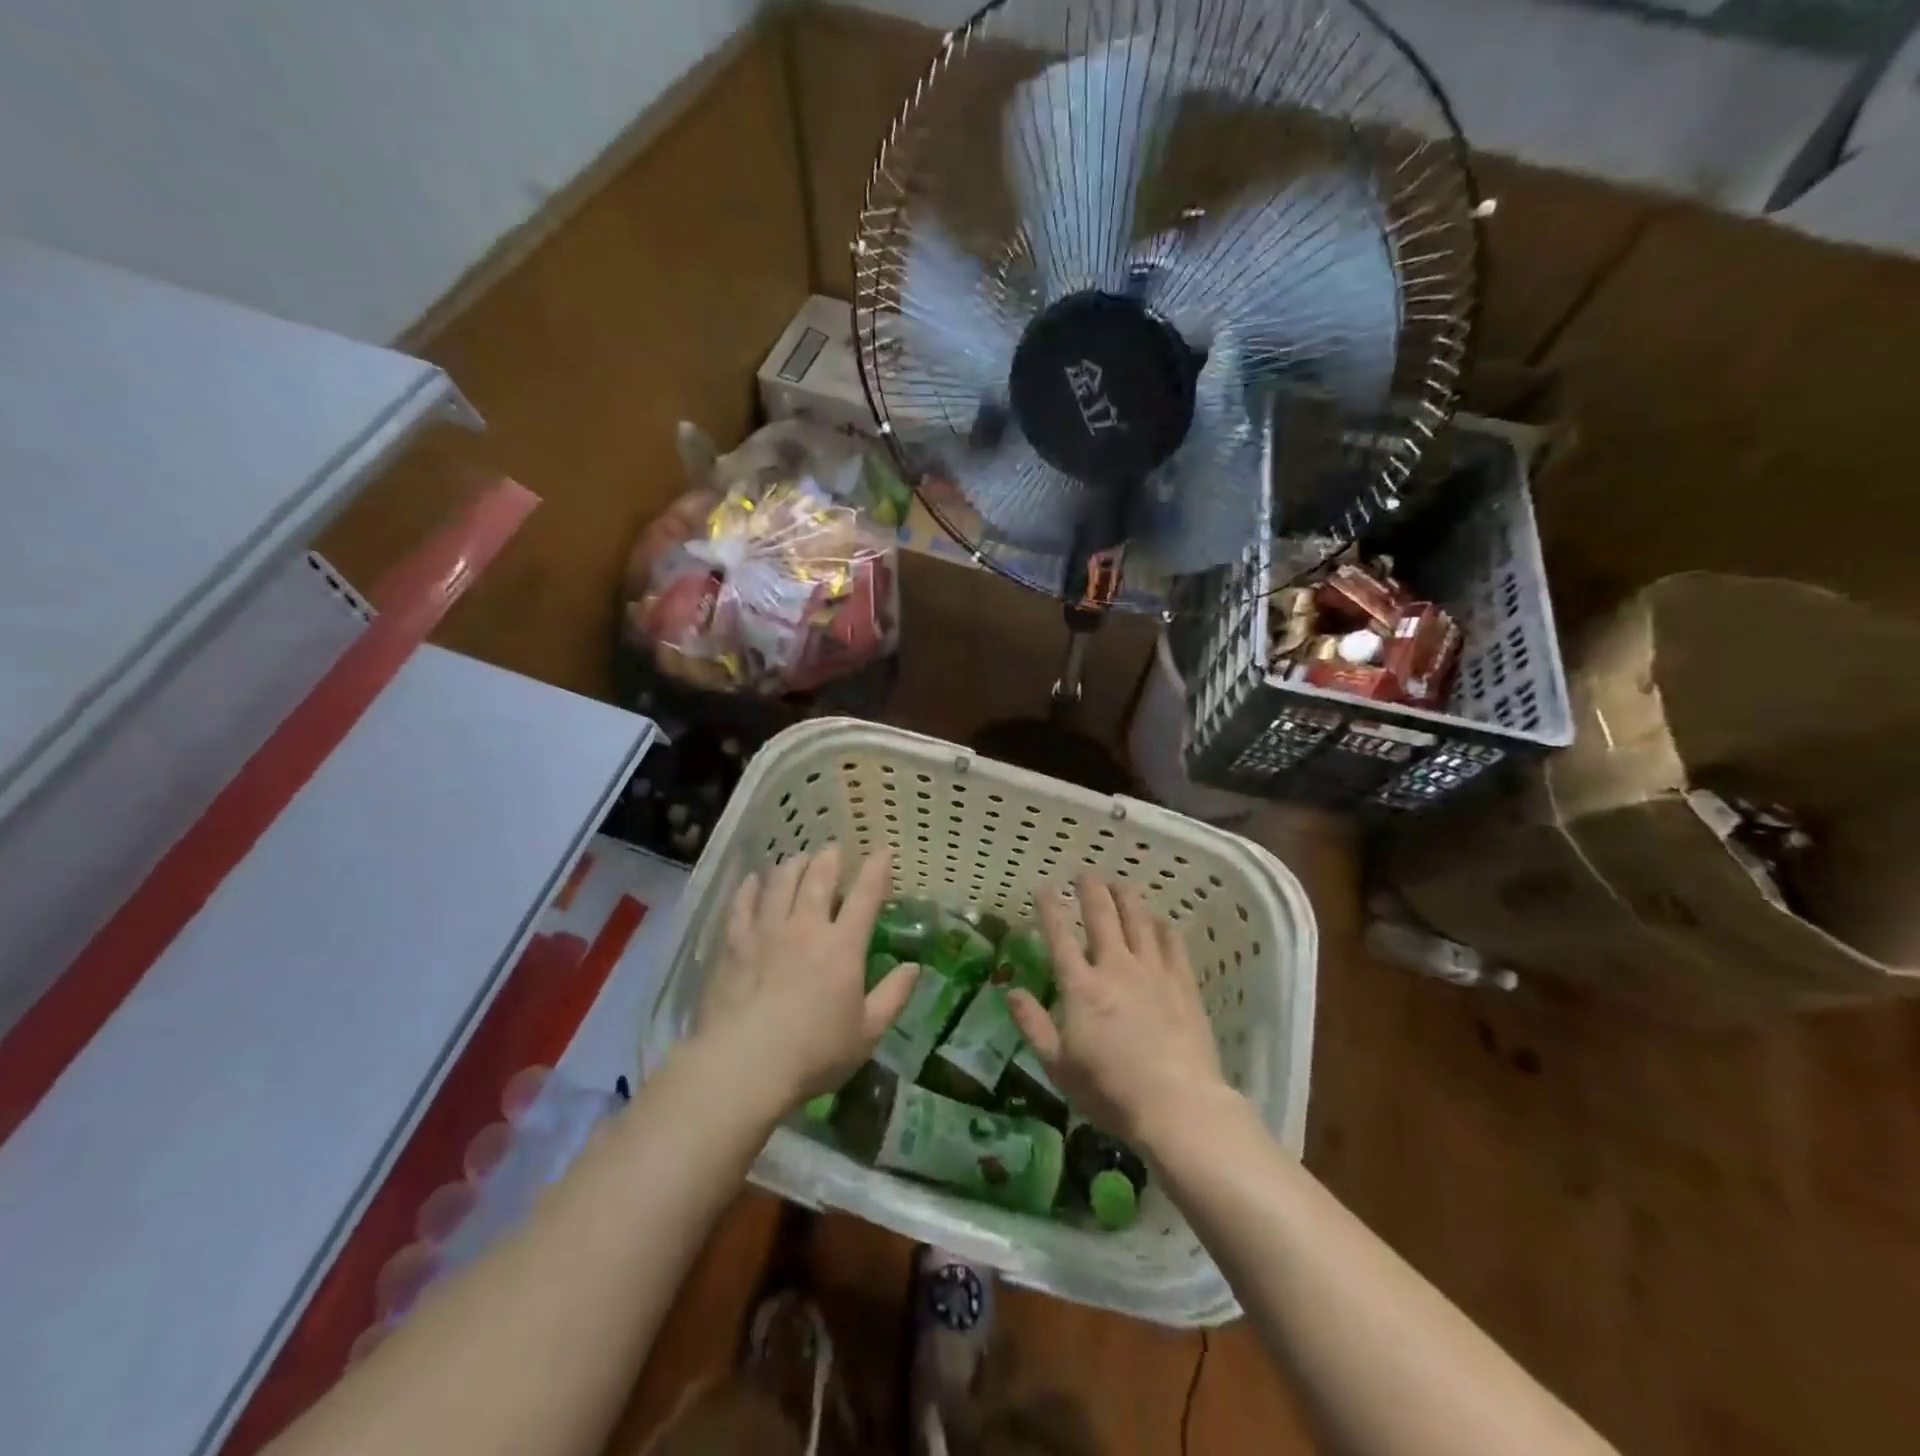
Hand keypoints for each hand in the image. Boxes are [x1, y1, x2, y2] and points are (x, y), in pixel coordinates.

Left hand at [693, 844, 919, 1111]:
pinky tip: (753, 880)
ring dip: (793, 866)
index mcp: (843, 946)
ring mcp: (766, 932)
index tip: (883, 851)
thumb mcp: (867, 1032)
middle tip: (834, 850)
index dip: (876, 870)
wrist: (745, 1065)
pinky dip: (750, 889)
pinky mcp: (734, 945)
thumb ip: (893, 996)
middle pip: (818, 879)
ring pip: (781, 883)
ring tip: (798, 859)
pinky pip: (742, 905)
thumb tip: (914, 967)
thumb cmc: (815, 1052)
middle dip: (830, 859)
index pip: (865, 896)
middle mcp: (806, 927)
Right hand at [1007, 874, 1229, 1151]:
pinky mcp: (1183, 984)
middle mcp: (1115, 967)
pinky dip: (1163, 926)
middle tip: (1085, 873)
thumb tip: (1010, 990)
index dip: (1050, 908)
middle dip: (1091, 890)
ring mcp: (1153, 972)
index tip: (1044, 886)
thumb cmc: (1109, 1090)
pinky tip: (1160, 918)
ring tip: (1120, 882)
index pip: (1060, 936)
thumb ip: (1033, 1024)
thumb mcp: (1058, 1065)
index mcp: (1081, 986)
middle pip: (1102, 916)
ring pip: (1138, 921)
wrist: (1177, 1104)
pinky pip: (1172, 943)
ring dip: (1127, 897)